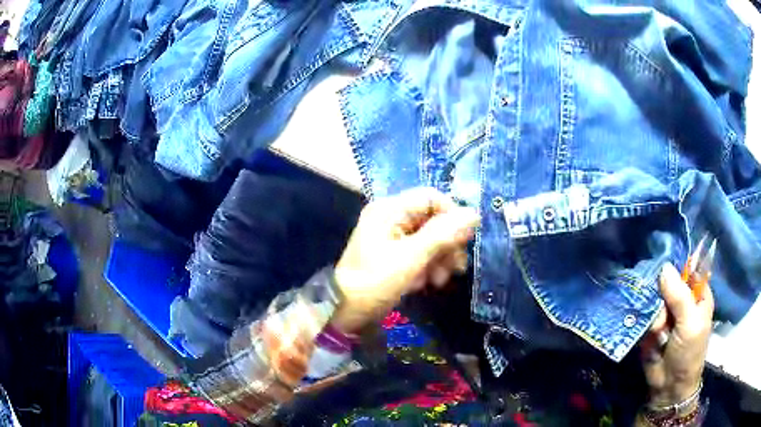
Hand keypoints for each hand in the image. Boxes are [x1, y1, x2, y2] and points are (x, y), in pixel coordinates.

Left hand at [331, 188, 479, 333]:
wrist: (345, 312)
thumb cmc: (375, 283)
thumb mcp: (411, 258)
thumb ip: (443, 234)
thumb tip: (474, 214)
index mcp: (390, 209)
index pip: (432, 198)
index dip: (452, 216)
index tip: (464, 241)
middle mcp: (391, 217)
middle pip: (432, 219)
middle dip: (447, 244)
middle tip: (457, 268)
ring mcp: (391, 235)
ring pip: (429, 238)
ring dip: (440, 258)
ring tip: (439, 281)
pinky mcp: (393, 253)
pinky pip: (419, 252)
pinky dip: (427, 266)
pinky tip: (425, 284)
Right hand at [640, 262, 713, 407]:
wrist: (668, 387)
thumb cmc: (688, 353)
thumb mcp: (689, 324)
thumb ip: (679, 296)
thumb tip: (664, 267)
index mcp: (698, 295)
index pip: (687, 269)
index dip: (676, 266)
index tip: (663, 269)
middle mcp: (683, 301)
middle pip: (667, 283)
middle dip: (661, 297)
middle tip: (663, 316)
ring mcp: (667, 314)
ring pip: (654, 300)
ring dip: (654, 317)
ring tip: (658, 333)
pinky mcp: (652, 327)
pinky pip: (645, 316)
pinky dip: (645, 324)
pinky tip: (649, 335)